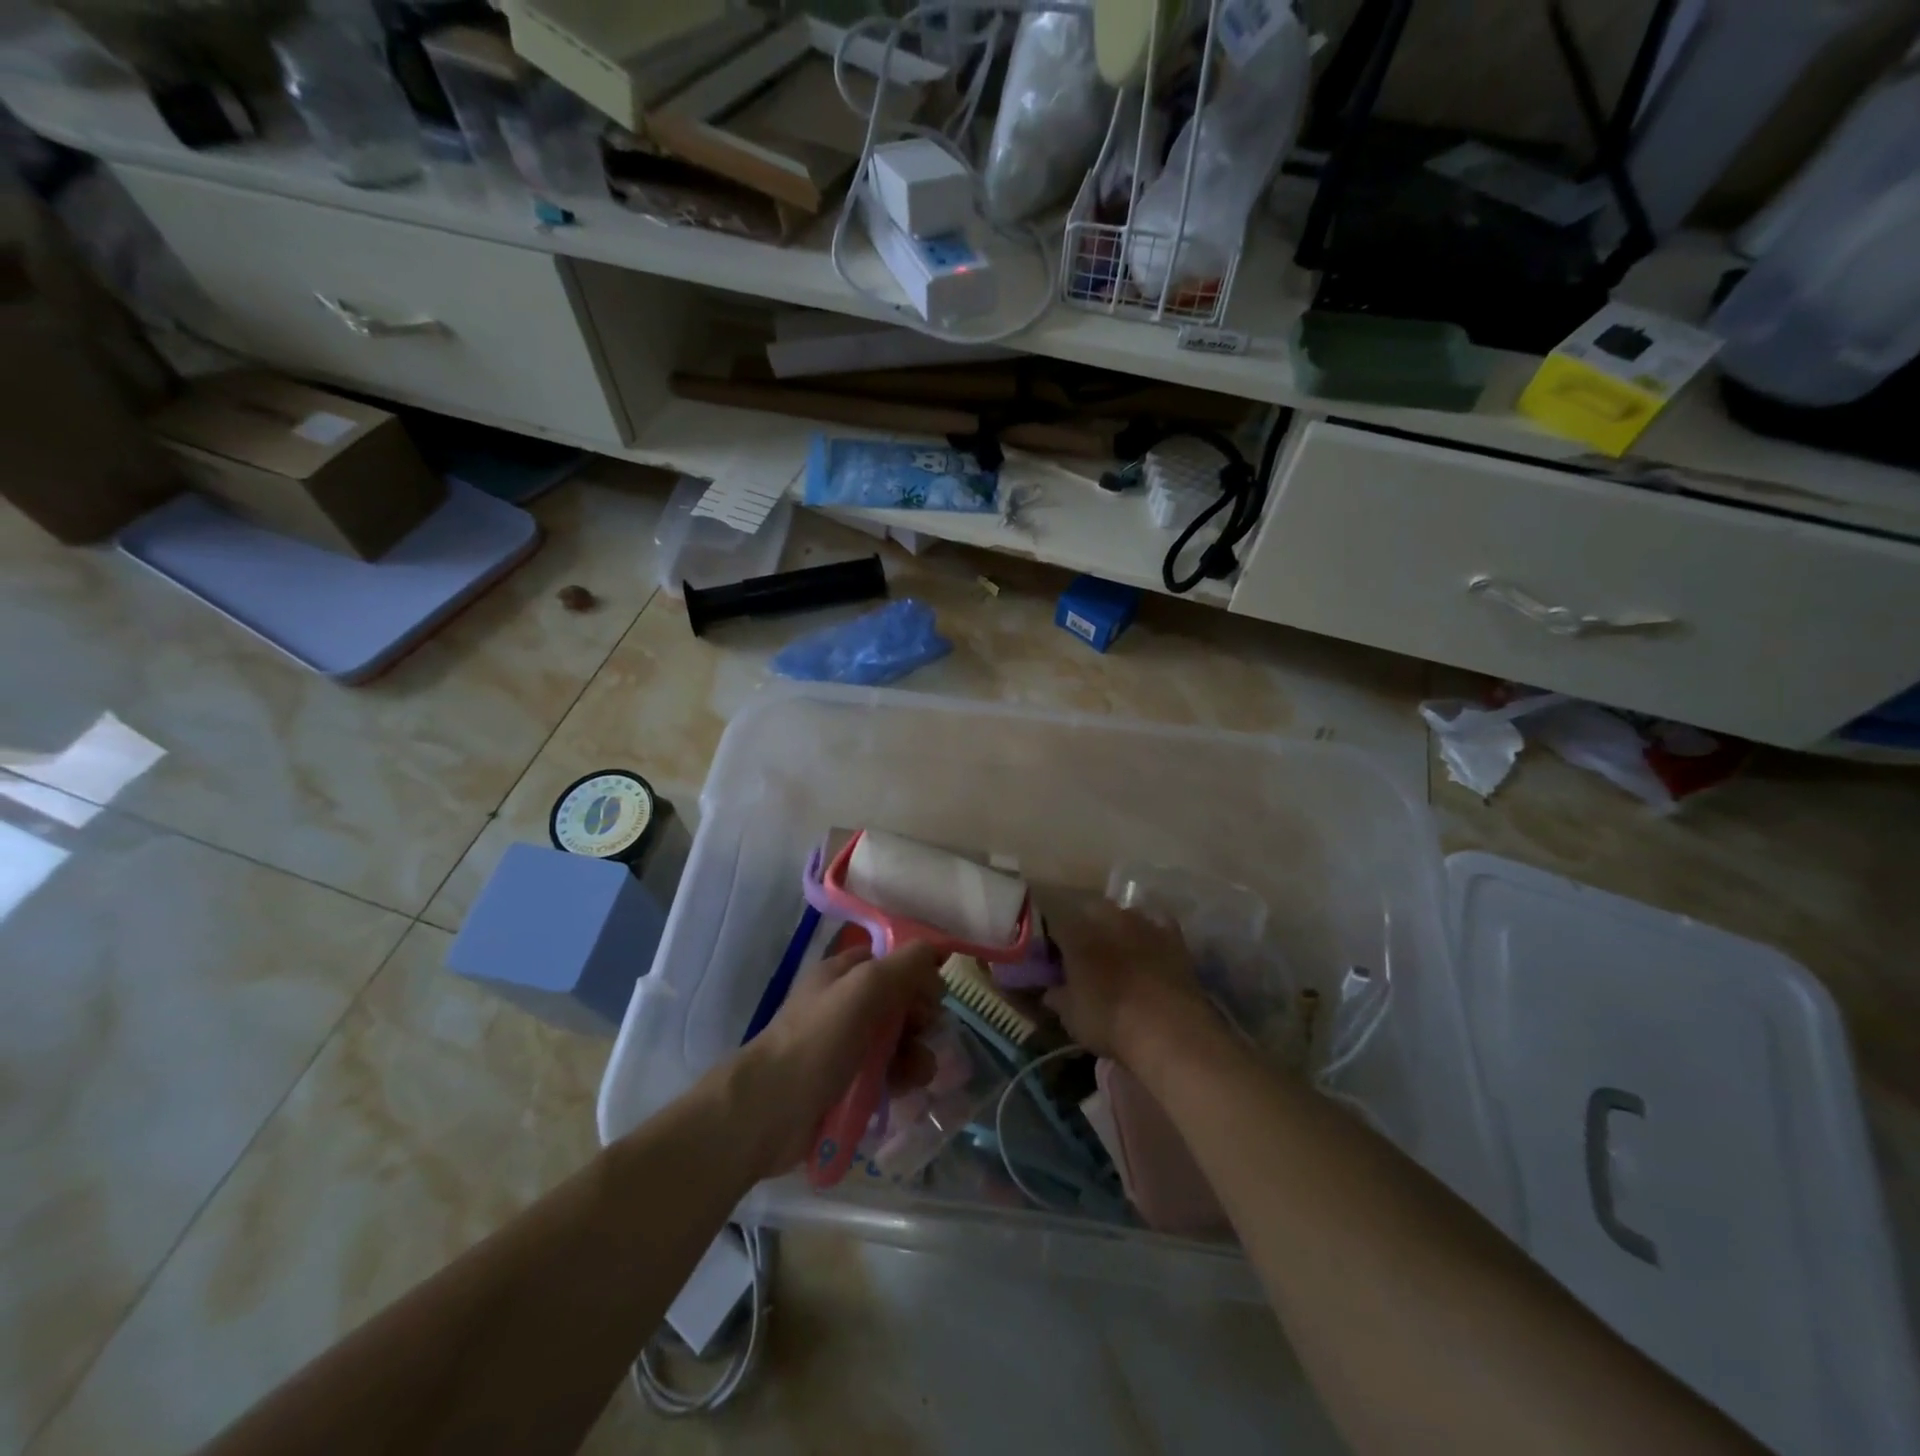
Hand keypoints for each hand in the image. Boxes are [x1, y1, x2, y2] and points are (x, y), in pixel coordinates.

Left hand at [742, 941, 944, 1176]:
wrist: (770, 1110)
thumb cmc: (817, 1040)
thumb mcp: (864, 988)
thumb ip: (904, 966)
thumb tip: (936, 954)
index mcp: (842, 974)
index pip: (889, 961)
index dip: (916, 972)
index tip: (937, 993)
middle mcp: (844, 1005)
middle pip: (898, 1002)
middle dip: (920, 1017)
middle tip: (925, 1032)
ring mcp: (845, 1047)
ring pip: (897, 1041)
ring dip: (916, 1052)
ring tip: (918, 1072)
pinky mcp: (848, 1085)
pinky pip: (887, 1074)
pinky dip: (901, 1079)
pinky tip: (906, 1090)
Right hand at [1041, 898, 1214, 1065]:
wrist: (1169, 1028)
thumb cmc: (1109, 1020)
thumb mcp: (1071, 1017)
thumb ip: (1058, 998)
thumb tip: (1050, 992)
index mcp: (1076, 933)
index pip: (1057, 925)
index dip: (1055, 942)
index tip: (1056, 959)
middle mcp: (1108, 918)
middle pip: (1091, 911)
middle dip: (1088, 927)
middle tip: (1088, 954)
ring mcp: (1143, 923)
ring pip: (1126, 914)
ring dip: (1121, 928)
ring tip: (1121, 953)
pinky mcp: (1174, 936)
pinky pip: (1159, 924)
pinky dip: (1153, 933)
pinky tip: (1152, 949)